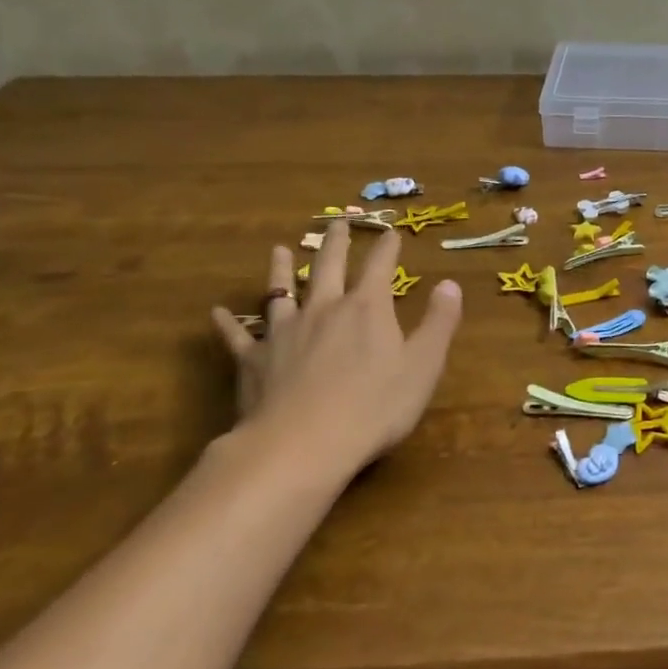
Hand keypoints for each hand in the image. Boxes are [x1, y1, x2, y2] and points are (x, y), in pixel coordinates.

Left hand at [210, 224, 462, 481]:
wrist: (302, 445)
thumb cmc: (374, 406)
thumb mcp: (423, 365)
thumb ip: (439, 322)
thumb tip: (450, 283)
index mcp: (367, 308)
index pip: (380, 267)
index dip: (387, 248)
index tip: (391, 232)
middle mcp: (324, 309)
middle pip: (329, 266)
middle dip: (337, 243)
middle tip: (338, 223)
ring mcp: (285, 332)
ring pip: (282, 292)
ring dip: (282, 270)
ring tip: (280, 250)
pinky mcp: (255, 361)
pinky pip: (238, 336)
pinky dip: (228, 323)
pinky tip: (217, 313)